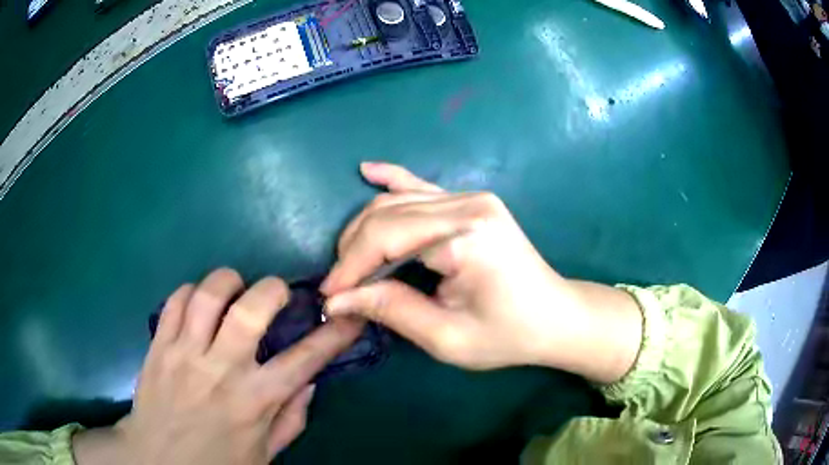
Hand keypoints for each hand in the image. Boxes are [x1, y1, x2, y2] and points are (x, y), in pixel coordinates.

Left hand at [73, 269, 363, 464]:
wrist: (158, 459)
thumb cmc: (216, 463)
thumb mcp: (265, 454)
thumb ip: (291, 419)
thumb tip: (310, 382)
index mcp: (255, 401)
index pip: (306, 359)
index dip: (333, 333)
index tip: (348, 314)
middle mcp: (222, 370)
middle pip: (251, 308)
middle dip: (273, 289)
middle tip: (275, 294)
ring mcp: (185, 353)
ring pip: (208, 293)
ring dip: (228, 281)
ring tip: (234, 288)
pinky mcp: (159, 344)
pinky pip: (175, 300)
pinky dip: (191, 292)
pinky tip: (198, 303)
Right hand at [321, 163, 641, 381]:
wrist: (555, 316)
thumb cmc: (508, 335)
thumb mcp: (447, 337)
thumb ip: (391, 310)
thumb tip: (337, 300)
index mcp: (465, 236)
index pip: (385, 239)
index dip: (350, 267)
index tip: (328, 296)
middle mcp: (467, 204)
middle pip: (387, 214)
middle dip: (353, 250)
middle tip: (339, 286)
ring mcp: (471, 197)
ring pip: (397, 201)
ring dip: (365, 229)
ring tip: (347, 261)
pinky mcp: (472, 201)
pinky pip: (422, 185)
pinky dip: (392, 179)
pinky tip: (367, 170)